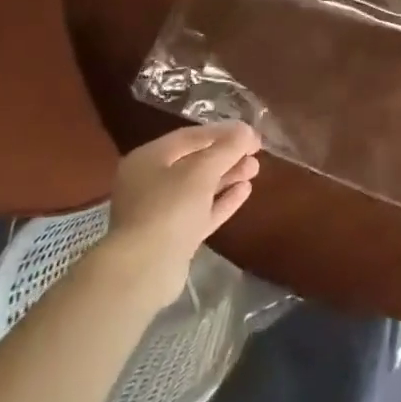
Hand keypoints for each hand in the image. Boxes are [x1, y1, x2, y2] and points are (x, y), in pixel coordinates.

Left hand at [98, 122, 261, 305]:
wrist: (144, 270)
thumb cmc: (169, 208)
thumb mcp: (202, 170)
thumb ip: (227, 147)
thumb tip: (247, 130)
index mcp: (148, 159)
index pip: (190, 137)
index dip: (223, 132)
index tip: (251, 133)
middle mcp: (150, 182)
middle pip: (194, 162)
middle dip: (227, 155)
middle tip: (256, 152)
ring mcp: (160, 212)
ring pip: (199, 188)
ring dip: (228, 176)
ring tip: (255, 169)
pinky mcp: (173, 237)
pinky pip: (201, 211)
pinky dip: (222, 200)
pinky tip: (245, 190)